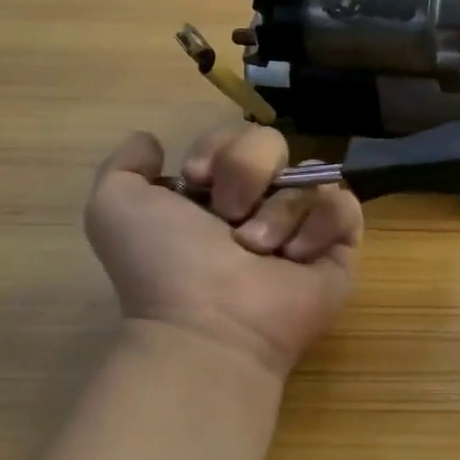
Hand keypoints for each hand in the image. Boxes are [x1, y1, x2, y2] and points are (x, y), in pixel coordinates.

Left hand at [84, 125, 363, 379]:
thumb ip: (124, 166)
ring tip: (259, 251)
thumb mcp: (115, 208)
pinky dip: (319, 226)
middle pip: (274, 145)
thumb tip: (152, 142)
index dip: (219, 147)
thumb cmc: (165, 266)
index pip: (235, 136)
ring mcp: (303, 225)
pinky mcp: (339, 248)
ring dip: (279, 211)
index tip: (197, 178)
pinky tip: (295, 257)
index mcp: (215, 193)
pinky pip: (344, 207)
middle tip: (230, 216)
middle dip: (248, 172)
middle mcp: (261, 204)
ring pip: (310, 175)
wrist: (210, 323)